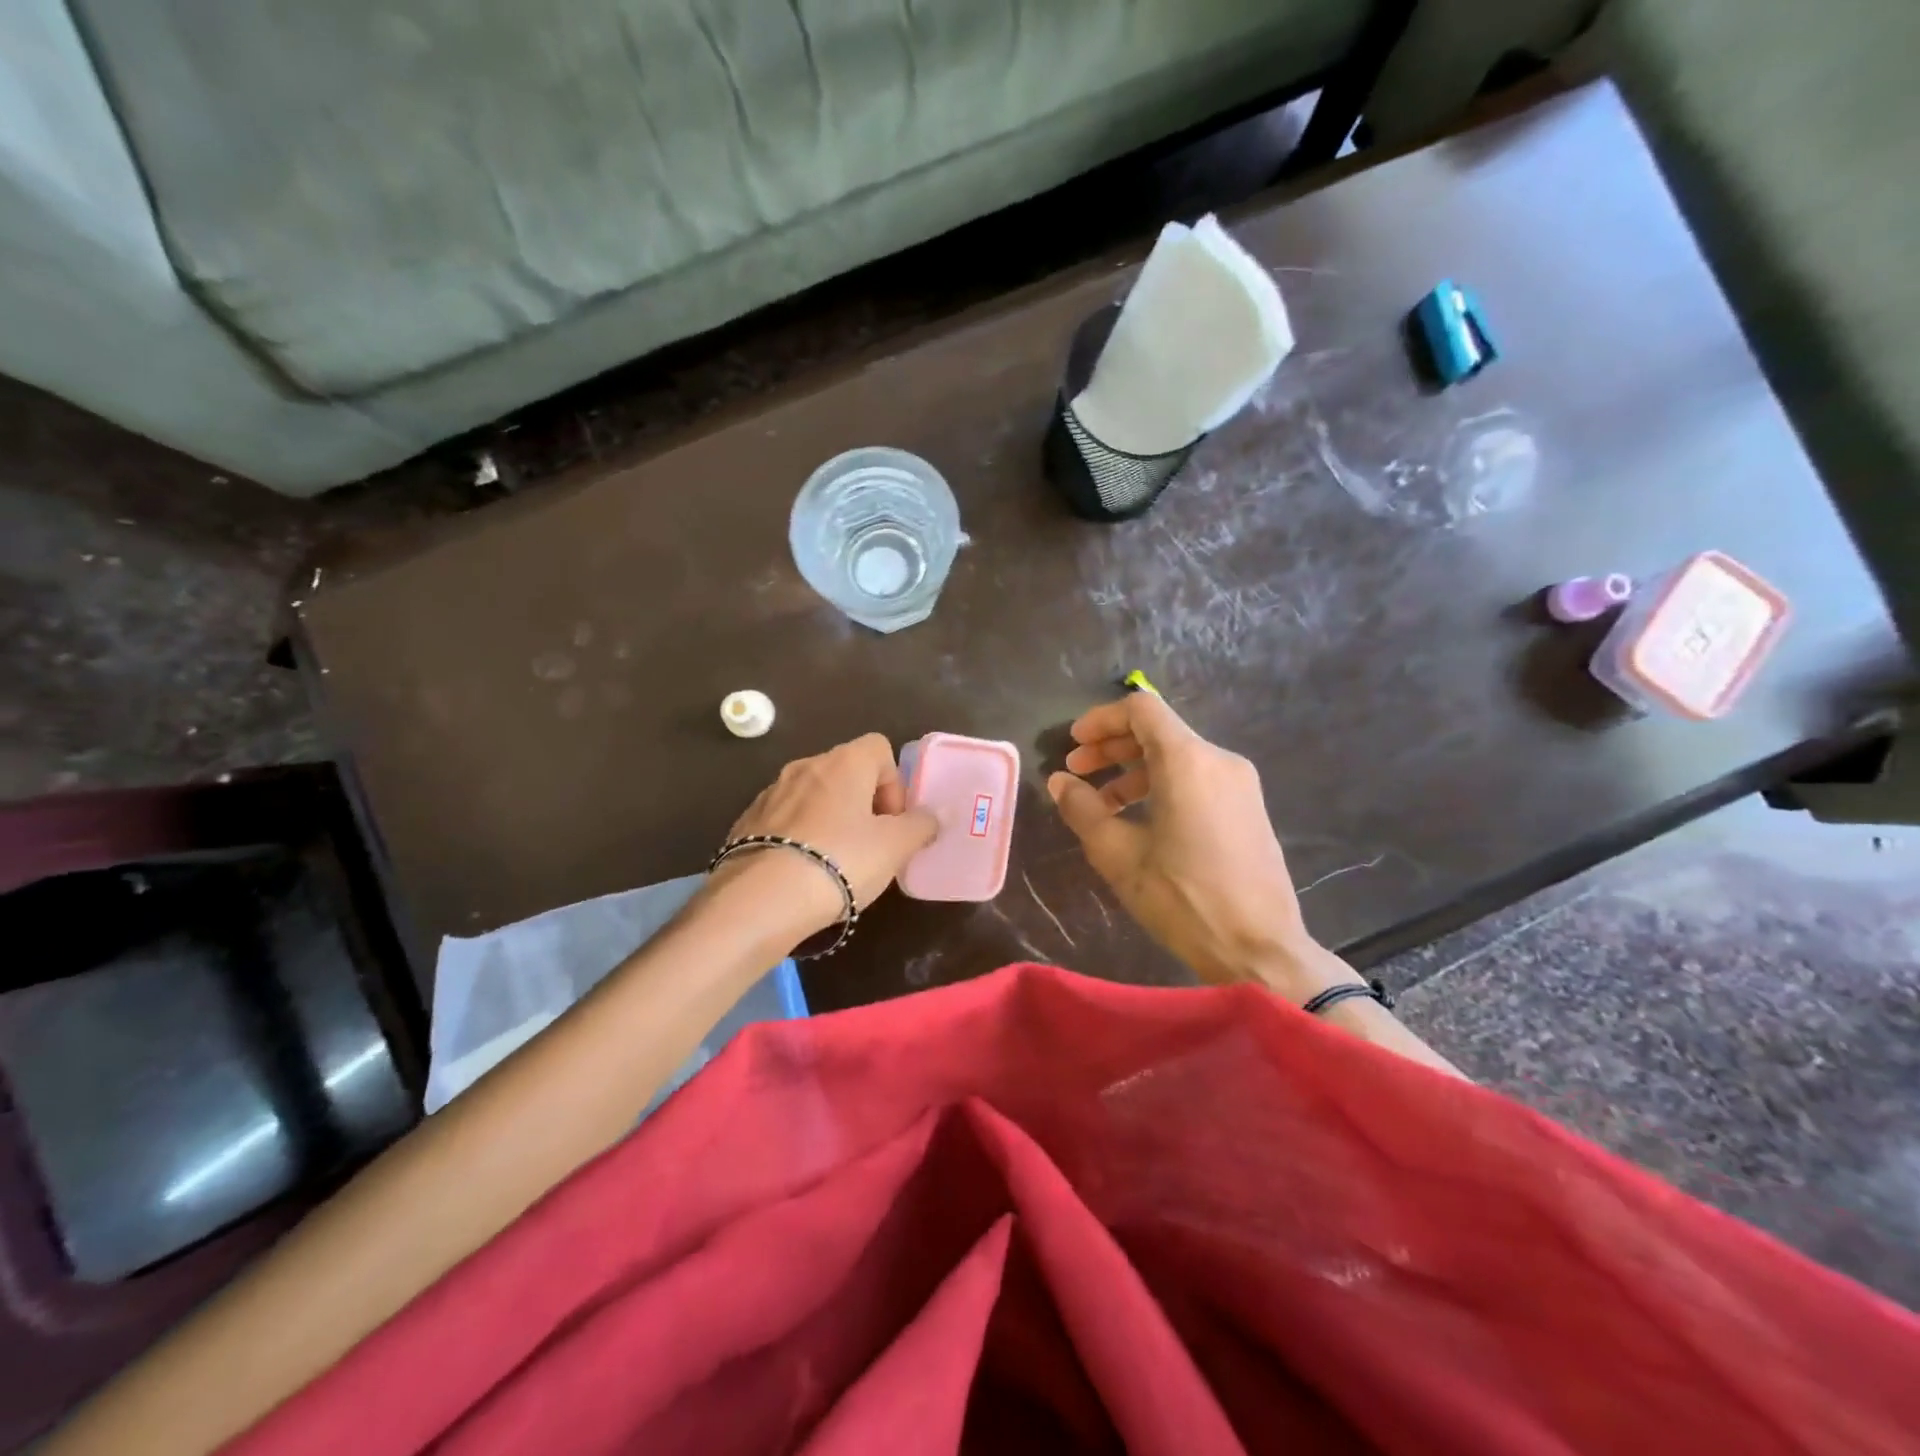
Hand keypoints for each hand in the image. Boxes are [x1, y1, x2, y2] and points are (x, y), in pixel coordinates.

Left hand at [708, 733, 937, 942]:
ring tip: (835, 863)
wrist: (762, 899)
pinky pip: (785, 819)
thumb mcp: (895, 847)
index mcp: (843, 762)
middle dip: (863, 804)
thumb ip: (920, 826)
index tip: (892, 821)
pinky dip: (800, 836)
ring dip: (831, 819)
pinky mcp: (746, 821)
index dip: (893, 783)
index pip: (879, 748)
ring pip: (814, 796)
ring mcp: (770, 792)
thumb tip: (930, 816)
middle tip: (870, 845)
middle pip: (846, 772)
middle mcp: (804, 766)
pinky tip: (802, 872)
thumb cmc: (841, 861)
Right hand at [1047, 694, 1361, 1002]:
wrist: (1259, 949)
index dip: (1101, 720)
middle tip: (1077, 771)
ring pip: (1177, 756)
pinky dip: (1162, 785)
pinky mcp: (1248, 808)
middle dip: (1112, 747)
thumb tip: (1059, 781)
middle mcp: (1219, 760)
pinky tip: (1139, 819)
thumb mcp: (1118, 855)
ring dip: (1134, 770)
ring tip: (1102, 803)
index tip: (1073, 744)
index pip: (1141, 710)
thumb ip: (1083, 809)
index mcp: (1188, 761)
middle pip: (1158, 731)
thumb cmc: (1182, 899)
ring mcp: (1240, 784)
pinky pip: (1198, 778)